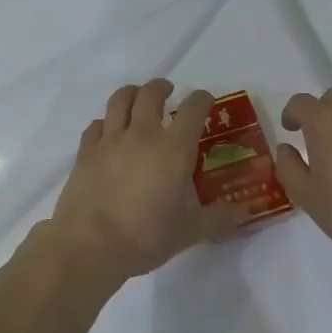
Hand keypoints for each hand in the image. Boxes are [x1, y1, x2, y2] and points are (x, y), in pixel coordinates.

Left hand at [47, 80, 249, 286]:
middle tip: (168, 92)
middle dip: (162, 87)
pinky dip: (106, 122)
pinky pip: (96, 125)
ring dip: (132, 93)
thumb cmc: (146, 236)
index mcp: (174, 148)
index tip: (205, 100)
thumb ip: (218, 217)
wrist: (90, 245)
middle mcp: (143, 134)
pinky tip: (108, 133)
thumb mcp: (189, 231)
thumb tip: (245, 212)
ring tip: (137, 98)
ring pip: (120, 99)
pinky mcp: (86, 151)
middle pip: (151, 93)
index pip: (193, 109)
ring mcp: (110, 140)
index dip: (201, 99)